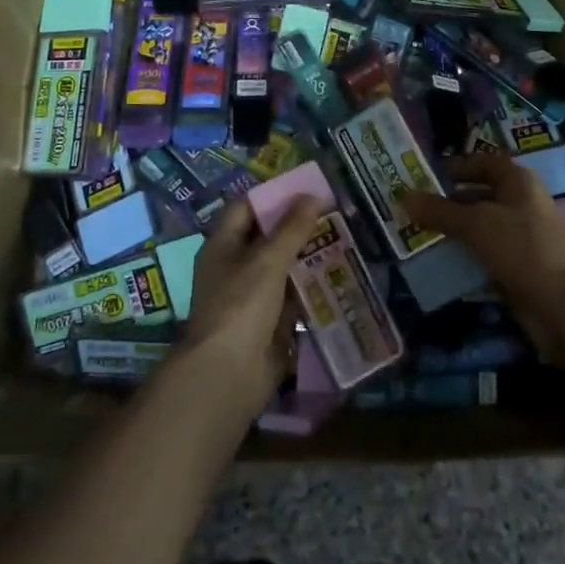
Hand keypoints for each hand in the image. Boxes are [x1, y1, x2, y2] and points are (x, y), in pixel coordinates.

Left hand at [175, 196, 325, 413]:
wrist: (228, 375)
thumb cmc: (240, 306)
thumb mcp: (267, 261)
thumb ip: (291, 229)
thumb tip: (312, 196)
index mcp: (222, 246)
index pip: (246, 208)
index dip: (273, 196)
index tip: (305, 189)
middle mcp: (233, 268)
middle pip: (266, 238)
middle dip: (297, 227)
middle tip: (332, 214)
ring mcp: (250, 297)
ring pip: (281, 268)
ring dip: (307, 257)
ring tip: (342, 241)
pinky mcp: (268, 323)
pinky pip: (291, 298)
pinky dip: (310, 288)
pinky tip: (336, 278)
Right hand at [400, 153, 564, 355]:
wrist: (564, 303)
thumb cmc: (521, 247)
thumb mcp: (475, 224)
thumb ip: (440, 211)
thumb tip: (404, 196)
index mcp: (518, 182)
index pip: (485, 163)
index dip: (459, 166)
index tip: (428, 175)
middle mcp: (521, 204)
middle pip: (480, 195)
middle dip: (449, 202)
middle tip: (414, 208)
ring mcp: (521, 237)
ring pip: (481, 228)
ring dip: (454, 232)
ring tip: (418, 235)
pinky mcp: (518, 266)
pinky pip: (485, 255)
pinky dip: (465, 256)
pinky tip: (439, 262)